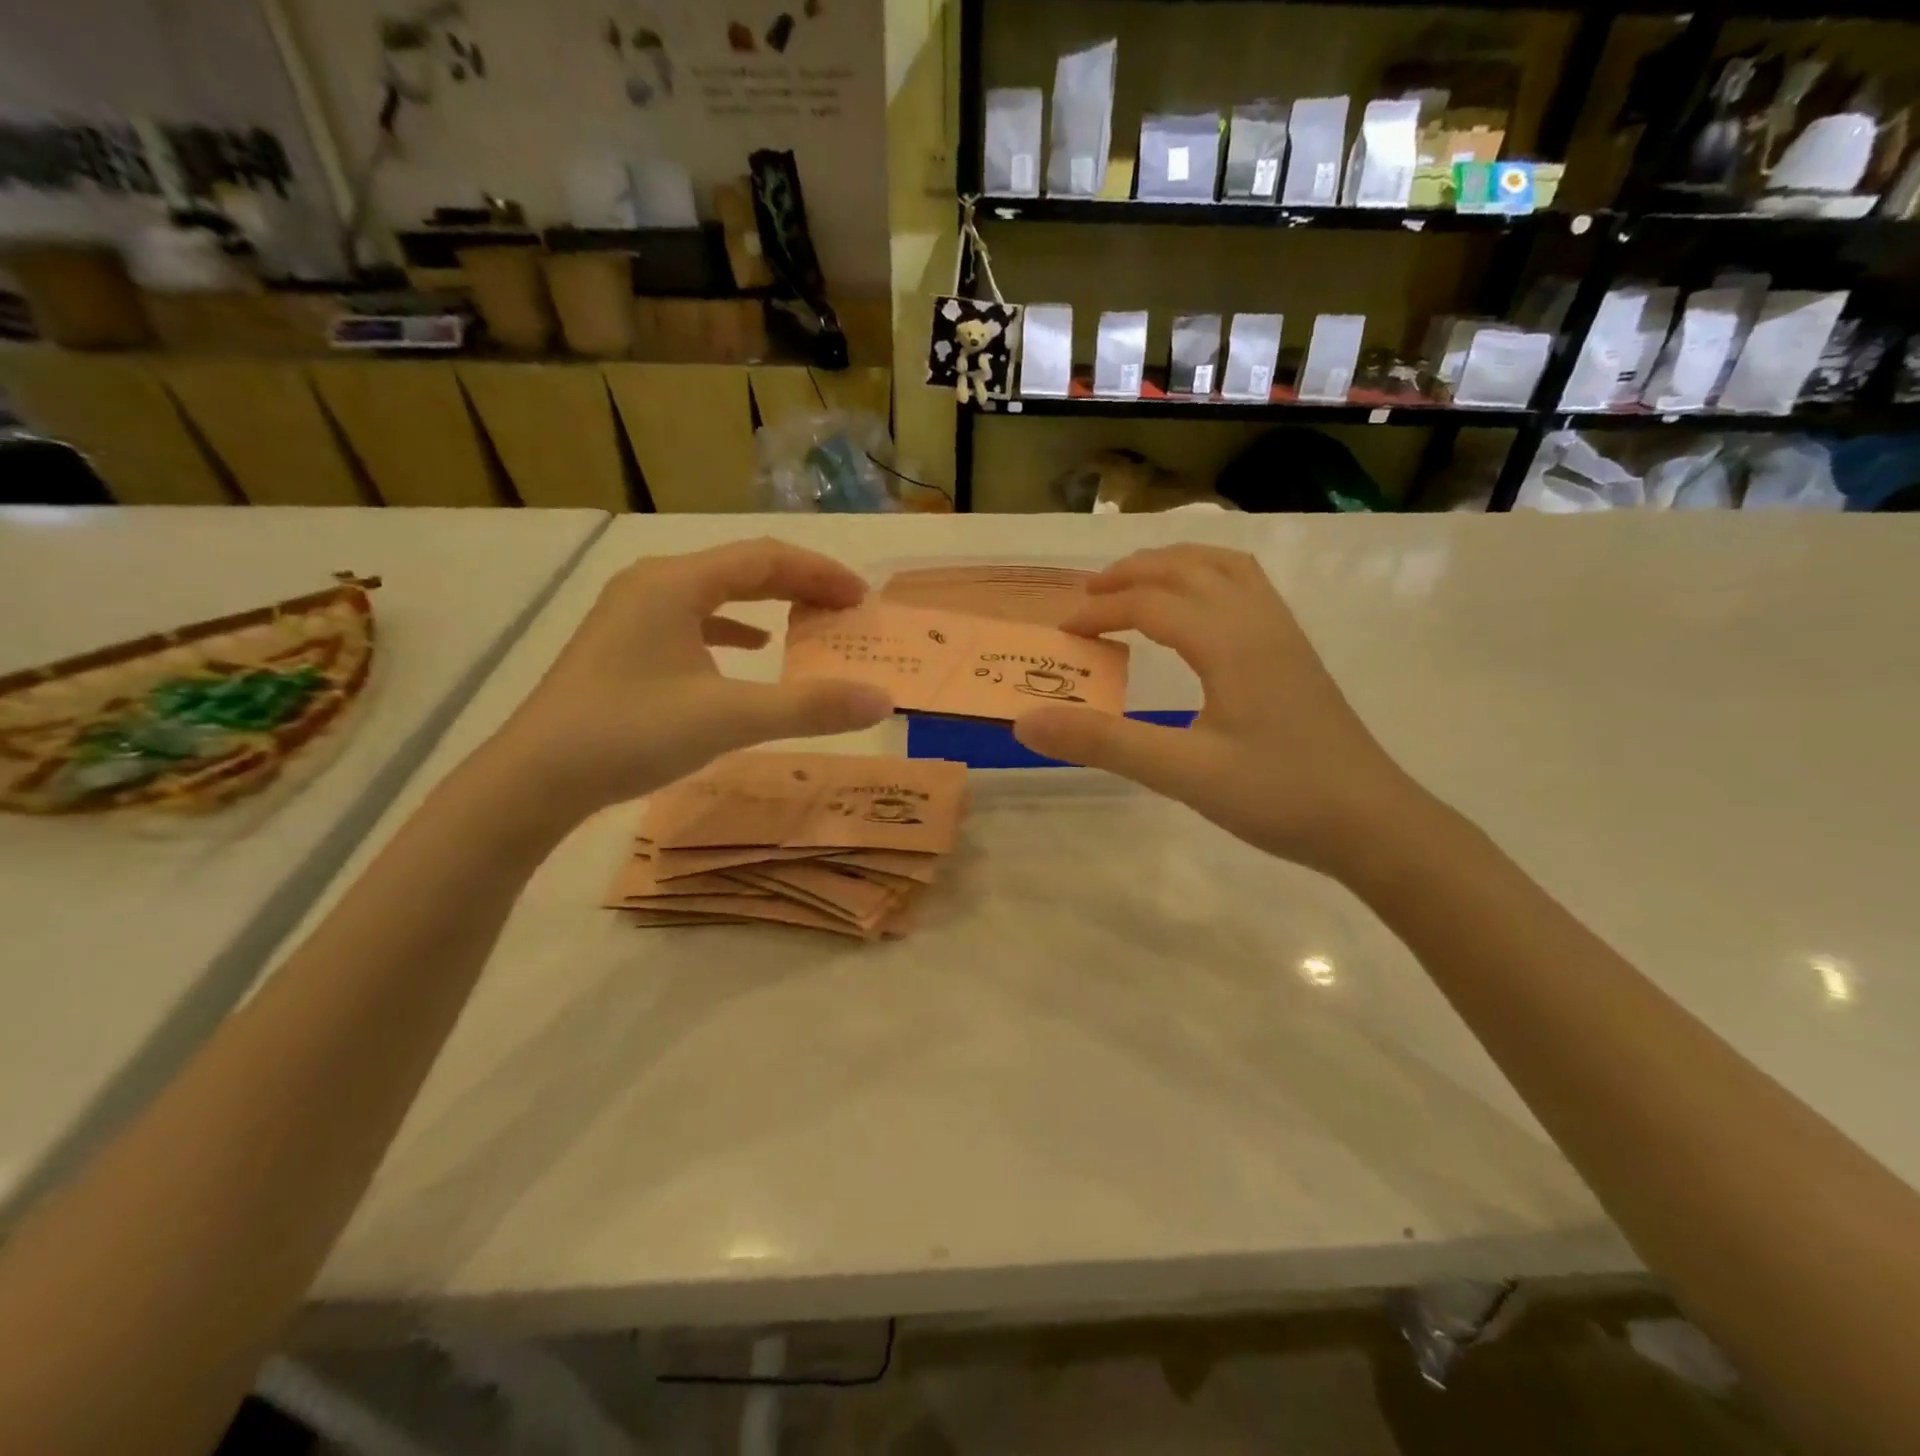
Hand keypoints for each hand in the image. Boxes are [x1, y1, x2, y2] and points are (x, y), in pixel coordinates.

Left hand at [487, 540, 893, 818]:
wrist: (534, 778)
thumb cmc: (631, 733)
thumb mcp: (729, 718)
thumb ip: (809, 707)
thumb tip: (882, 700)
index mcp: (676, 583)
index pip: (764, 558)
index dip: (819, 573)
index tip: (861, 598)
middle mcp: (653, 584)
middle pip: (741, 569)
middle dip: (799, 585)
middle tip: (846, 609)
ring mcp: (633, 613)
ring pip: (716, 593)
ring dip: (768, 604)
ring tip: (810, 622)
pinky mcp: (625, 644)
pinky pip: (693, 620)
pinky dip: (732, 629)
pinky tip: (752, 649)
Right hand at [1012, 546, 1425, 878]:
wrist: (1373, 822)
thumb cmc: (1279, 796)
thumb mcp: (1183, 774)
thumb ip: (1103, 743)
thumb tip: (1026, 721)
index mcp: (1230, 641)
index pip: (1150, 602)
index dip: (1099, 611)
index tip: (1061, 635)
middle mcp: (1258, 621)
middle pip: (1186, 567)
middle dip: (1130, 573)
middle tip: (1086, 597)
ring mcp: (1283, 633)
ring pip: (1222, 566)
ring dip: (1171, 564)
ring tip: (1134, 585)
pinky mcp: (1294, 652)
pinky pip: (1245, 586)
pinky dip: (1206, 577)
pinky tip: (1195, 610)